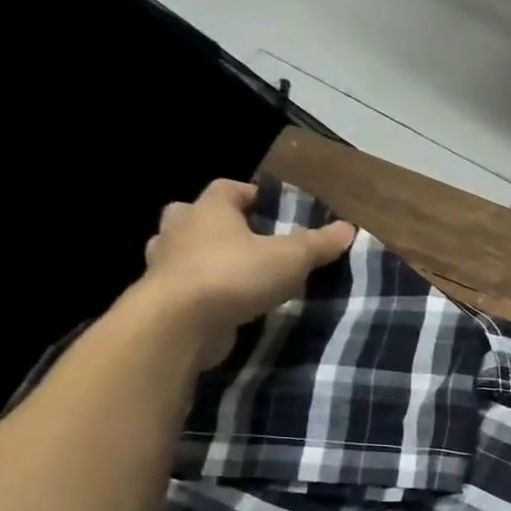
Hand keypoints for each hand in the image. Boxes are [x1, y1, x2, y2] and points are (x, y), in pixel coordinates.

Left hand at [137, 180, 357, 368]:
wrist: (179, 322)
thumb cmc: (235, 275)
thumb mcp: (291, 258)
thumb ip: (318, 243)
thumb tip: (347, 228)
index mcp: (208, 211)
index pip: (228, 188)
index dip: (253, 194)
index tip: (277, 208)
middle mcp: (180, 230)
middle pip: (196, 214)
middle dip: (220, 223)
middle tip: (250, 238)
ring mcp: (165, 263)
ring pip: (184, 249)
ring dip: (207, 255)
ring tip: (239, 271)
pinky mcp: (163, 295)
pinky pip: (186, 282)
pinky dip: (204, 286)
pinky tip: (227, 300)